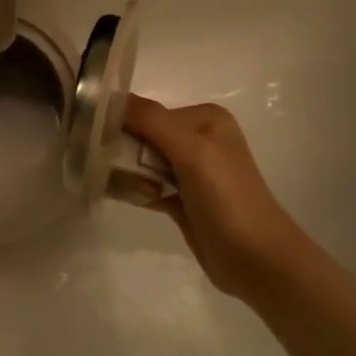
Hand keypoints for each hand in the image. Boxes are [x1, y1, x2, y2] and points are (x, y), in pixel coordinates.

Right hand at [121, 95, 312, 301]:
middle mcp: (199, 139)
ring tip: (138, 190)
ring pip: (143, 163)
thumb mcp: (191, 149)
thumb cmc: (226, 196)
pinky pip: (148, 185)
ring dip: (130, 174)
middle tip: (119, 171)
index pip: (150, 112)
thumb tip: (111, 97)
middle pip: (144, 136)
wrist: (255, 258)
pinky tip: (131, 198)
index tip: (99, 141)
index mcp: (205, 119)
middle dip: (126, 153)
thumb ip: (151, 120)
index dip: (124, 124)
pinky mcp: (183, 199)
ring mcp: (191, 171)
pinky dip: (136, 190)